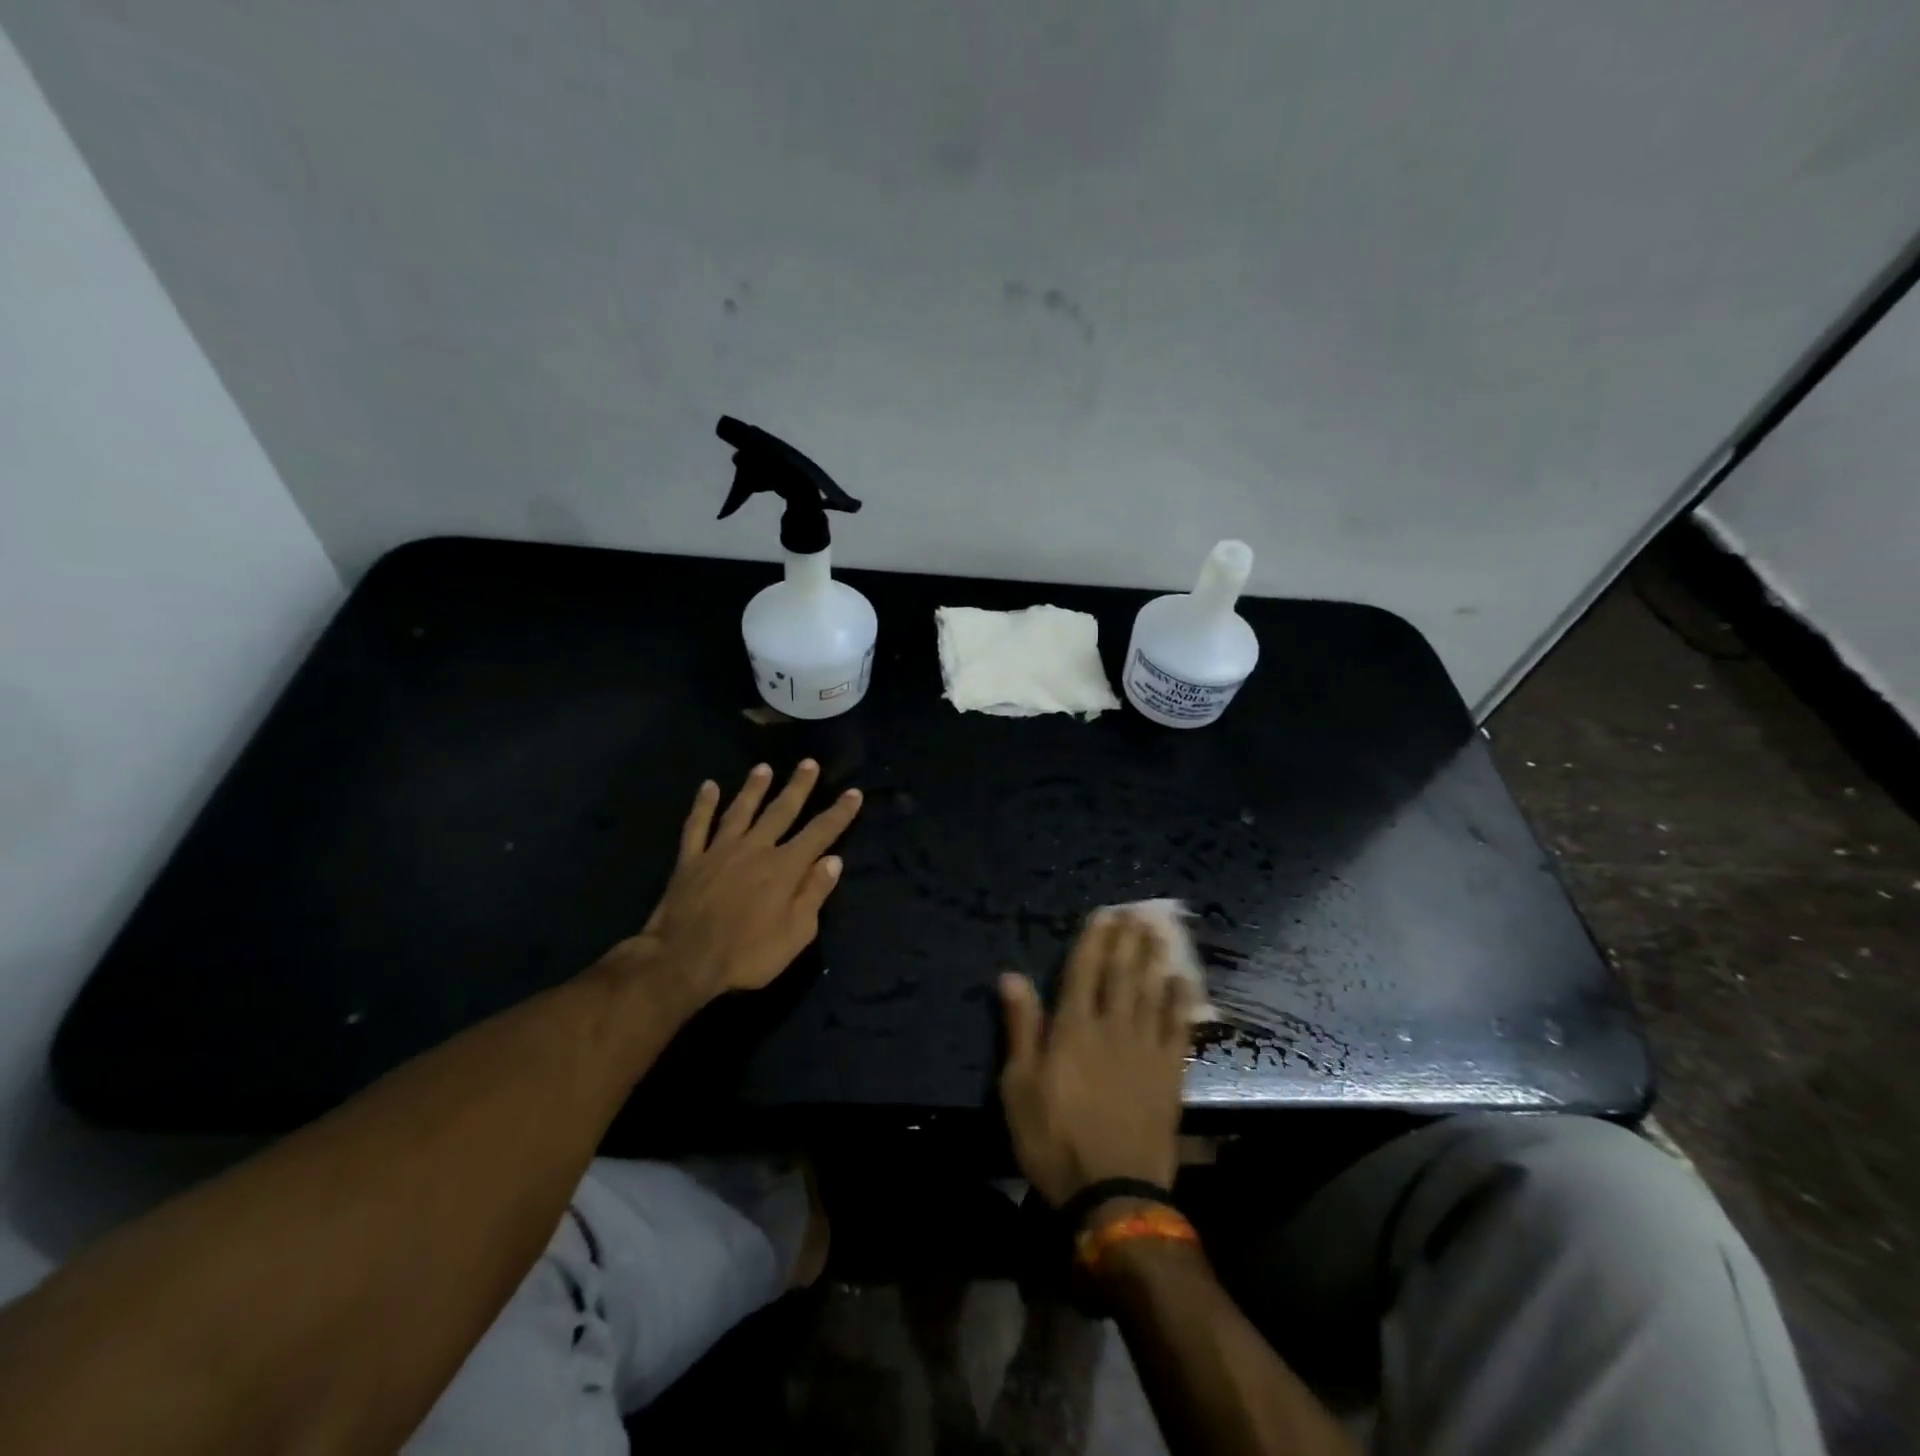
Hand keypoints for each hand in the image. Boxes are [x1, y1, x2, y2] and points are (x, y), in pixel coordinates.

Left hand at [615, 760, 861, 1007]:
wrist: (683, 961)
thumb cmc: (746, 954)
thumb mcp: (796, 934)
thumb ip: (814, 894)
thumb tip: (833, 861)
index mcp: (785, 867)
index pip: (820, 833)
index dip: (839, 812)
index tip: (853, 792)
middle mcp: (755, 849)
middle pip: (781, 810)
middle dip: (798, 786)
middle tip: (808, 763)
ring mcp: (720, 851)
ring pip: (741, 810)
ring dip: (754, 788)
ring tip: (764, 768)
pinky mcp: (690, 860)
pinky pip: (697, 825)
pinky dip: (702, 805)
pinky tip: (708, 787)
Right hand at [998, 911, 1195, 1208]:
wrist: (1111, 1193)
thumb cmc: (1053, 1139)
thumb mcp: (1019, 1086)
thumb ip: (1020, 1027)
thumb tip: (1011, 976)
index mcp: (1073, 1028)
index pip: (1084, 971)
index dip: (1094, 940)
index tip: (1104, 914)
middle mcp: (1112, 1027)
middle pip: (1122, 974)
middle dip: (1128, 940)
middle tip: (1138, 911)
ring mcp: (1145, 1049)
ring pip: (1151, 992)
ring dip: (1155, 959)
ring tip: (1160, 931)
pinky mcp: (1169, 1074)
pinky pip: (1177, 1027)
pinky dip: (1180, 1001)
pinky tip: (1183, 981)